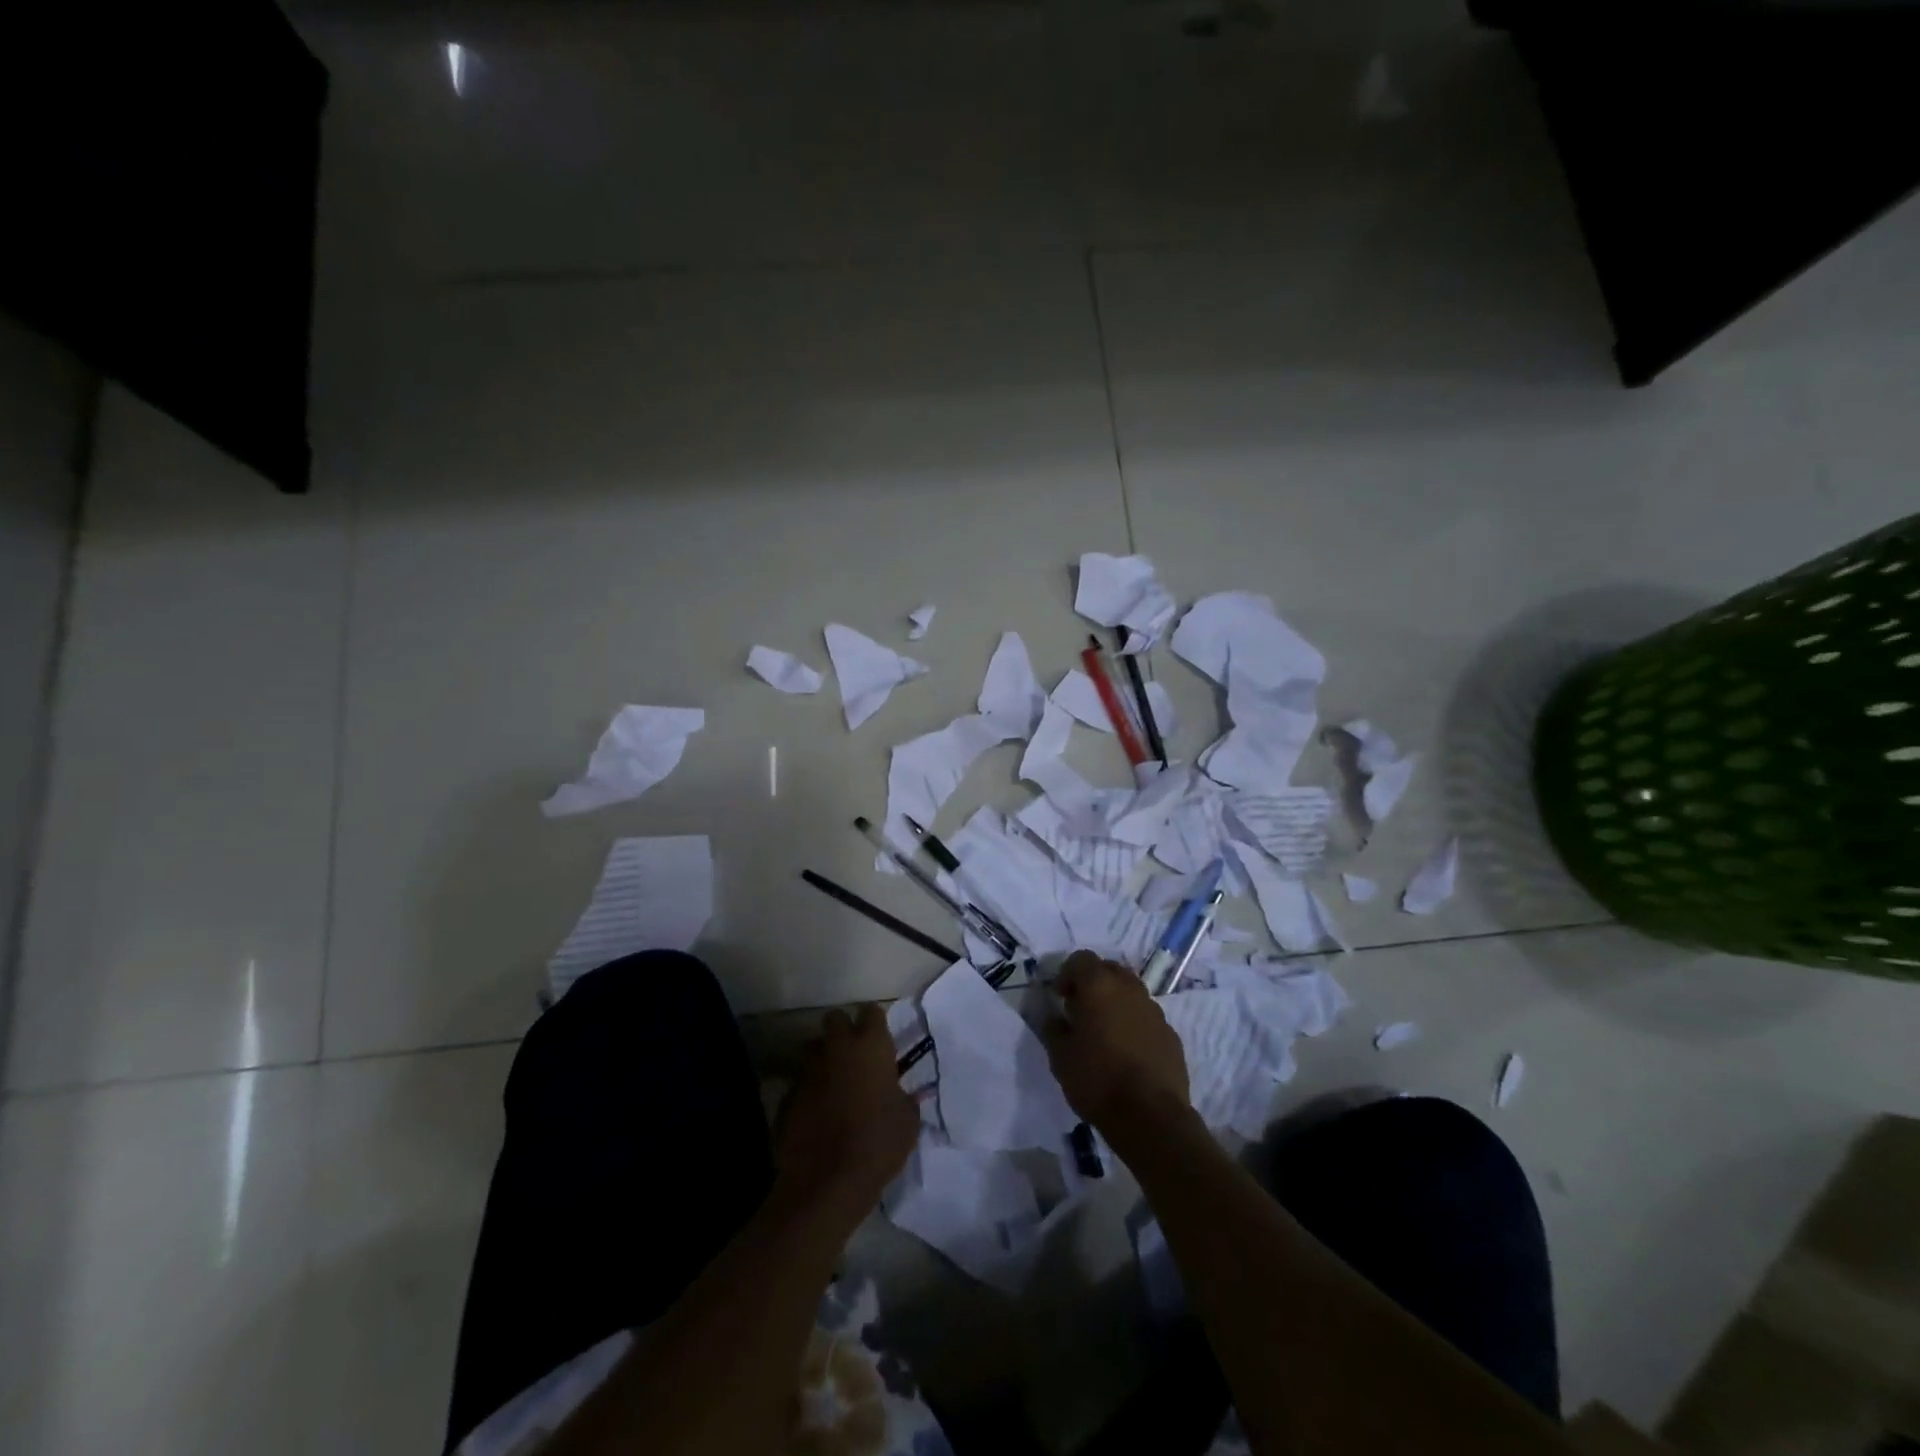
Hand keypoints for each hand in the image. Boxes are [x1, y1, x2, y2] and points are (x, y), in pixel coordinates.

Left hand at [776, 1004, 918, 1221]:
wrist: (826, 1182)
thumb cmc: (877, 1144)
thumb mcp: (907, 1122)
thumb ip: (904, 1098)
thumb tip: (900, 1095)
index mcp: (871, 1046)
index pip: (872, 1012)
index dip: (875, 1023)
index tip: (879, 1039)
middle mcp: (837, 1048)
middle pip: (835, 1019)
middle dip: (842, 1030)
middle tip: (853, 1054)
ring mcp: (808, 1070)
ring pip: (812, 1048)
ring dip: (822, 1058)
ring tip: (832, 1081)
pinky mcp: (787, 1095)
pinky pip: (799, 1082)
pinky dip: (808, 1091)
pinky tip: (816, 1113)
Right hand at [1042, 951, 1189, 1129]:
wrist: (1151, 1117)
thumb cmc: (1097, 1080)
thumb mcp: (1060, 1057)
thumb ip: (1054, 1029)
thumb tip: (1054, 1017)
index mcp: (1099, 986)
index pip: (1081, 959)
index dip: (1067, 974)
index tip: (1060, 999)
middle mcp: (1130, 989)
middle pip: (1109, 970)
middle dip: (1094, 983)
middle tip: (1081, 1011)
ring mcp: (1155, 1011)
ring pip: (1131, 992)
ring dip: (1116, 1003)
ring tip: (1104, 1033)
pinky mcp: (1171, 1035)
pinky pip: (1147, 1018)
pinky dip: (1134, 1024)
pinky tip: (1127, 1053)